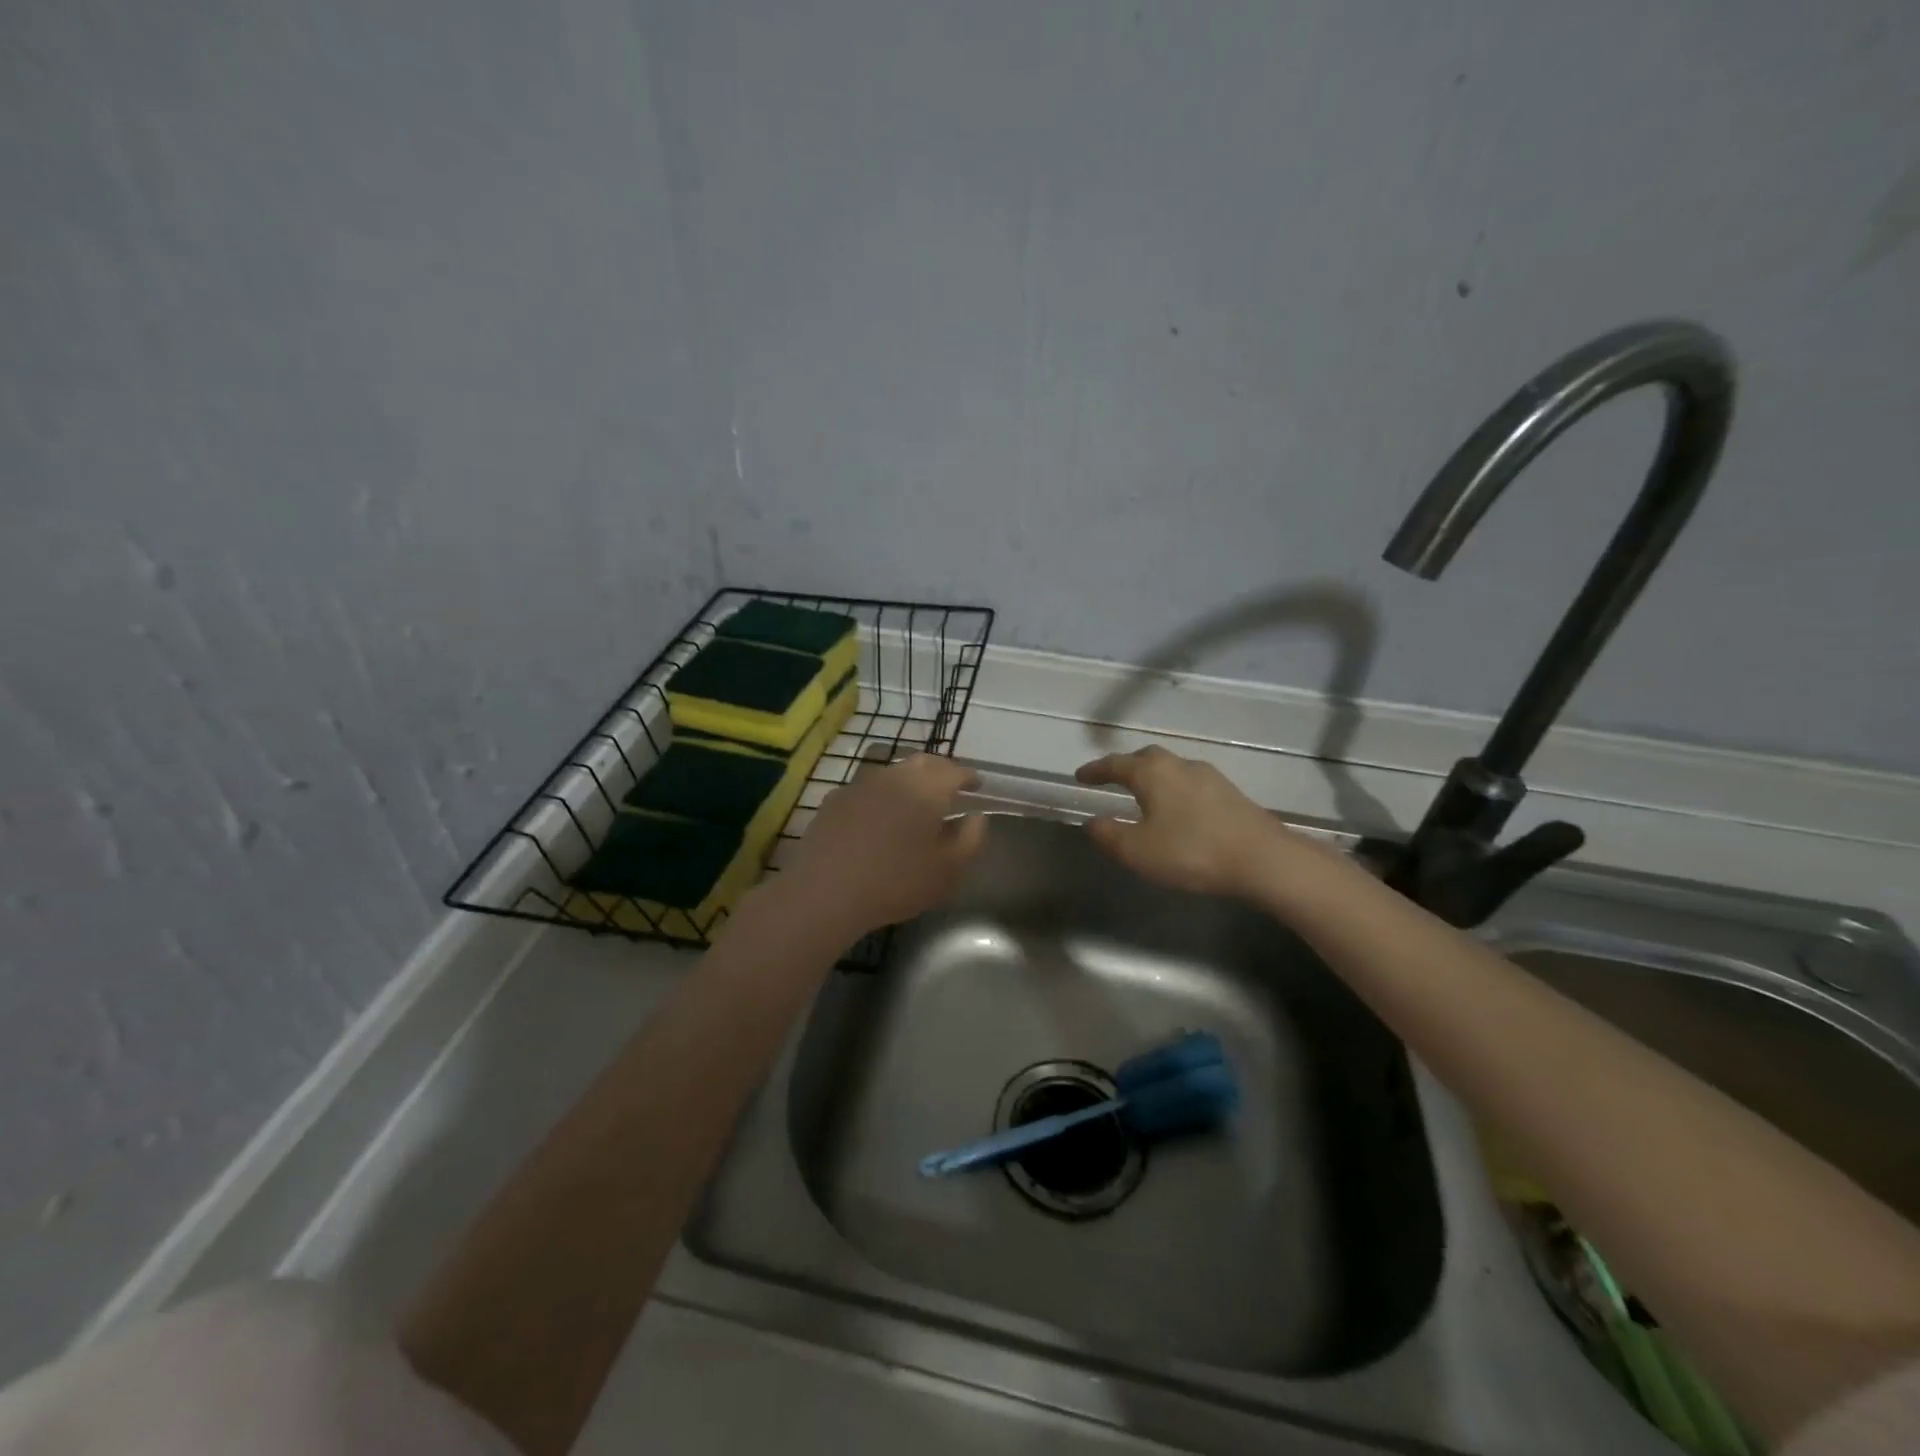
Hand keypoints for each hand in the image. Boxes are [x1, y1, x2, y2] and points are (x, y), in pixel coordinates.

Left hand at [784, 753, 986, 938]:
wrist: (826, 891)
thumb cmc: (896, 881)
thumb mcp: (948, 870)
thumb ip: (970, 838)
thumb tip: (976, 816)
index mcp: (927, 788)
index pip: (955, 771)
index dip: (969, 776)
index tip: (977, 784)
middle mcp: (895, 775)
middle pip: (923, 762)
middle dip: (940, 770)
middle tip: (950, 786)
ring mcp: (861, 784)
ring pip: (893, 771)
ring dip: (909, 780)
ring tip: (915, 800)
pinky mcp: (835, 799)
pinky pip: (867, 788)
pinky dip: (881, 795)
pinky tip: (878, 815)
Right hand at [1075, 745, 1323, 899]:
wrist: (1263, 859)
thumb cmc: (1191, 851)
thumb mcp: (1138, 850)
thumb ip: (1109, 834)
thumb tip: (1092, 821)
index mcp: (1152, 772)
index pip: (1115, 764)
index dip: (1095, 770)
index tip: (1079, 776)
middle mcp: (1179, 765)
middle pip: (1145, 757)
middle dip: (1125, 766)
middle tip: (1111, 779)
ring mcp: (1209, 776)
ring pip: (1171, 768)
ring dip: (1152, 777)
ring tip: (1143, 795)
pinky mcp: (1229, 793)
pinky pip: (1190, 782)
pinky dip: (1173, 789)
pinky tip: (1177, 809)